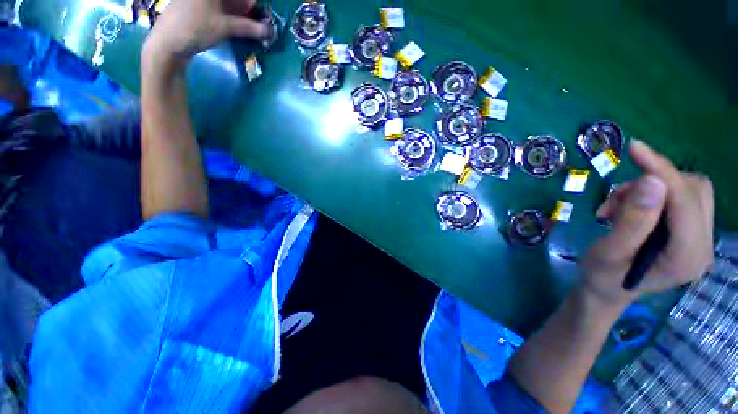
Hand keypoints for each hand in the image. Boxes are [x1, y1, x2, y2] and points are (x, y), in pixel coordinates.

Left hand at [145, 0, 267, 59]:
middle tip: (256, 19)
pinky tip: (236, 23)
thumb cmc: (195, 28)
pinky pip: (216, 7)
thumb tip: (270, 31)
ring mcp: (198, 0)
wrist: (168, 43)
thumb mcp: (225, 27)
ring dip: (238, 11)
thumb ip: (249, 28)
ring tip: (249, 24)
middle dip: (244, 6)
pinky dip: (228, 14)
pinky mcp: (195, 7)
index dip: (248, 2)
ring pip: (224, 3)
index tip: (256, 10)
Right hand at [581, 140, 713, 308]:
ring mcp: (701, 240)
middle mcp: (704, 246)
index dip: (662, 171)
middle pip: (695, 190)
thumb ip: (633, 221)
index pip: (686, 200)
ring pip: (690, 190)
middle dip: (654, 183)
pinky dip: (652, 195)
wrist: (607, 291)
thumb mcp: (608, 252)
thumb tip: (651, 181)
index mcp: (687, 258)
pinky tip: (628, 210)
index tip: (634, 149)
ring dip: (651, 189)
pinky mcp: (692, 233)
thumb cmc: (602, 277)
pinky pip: (681, 197)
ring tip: (618, 208)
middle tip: (617, 199)